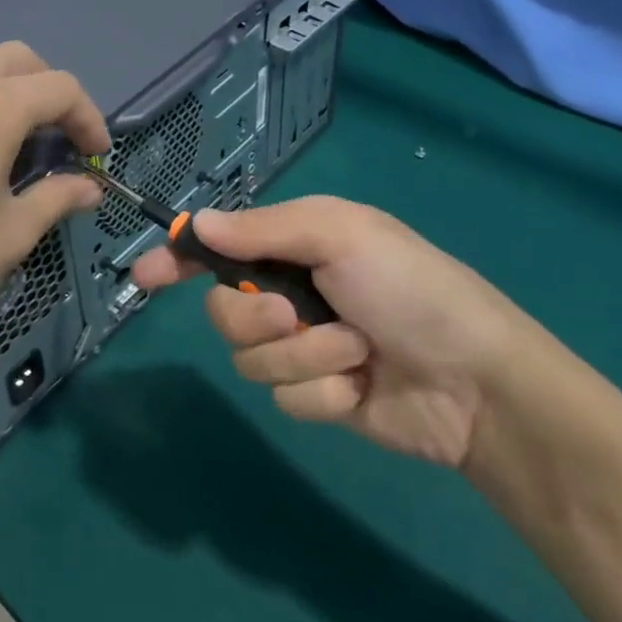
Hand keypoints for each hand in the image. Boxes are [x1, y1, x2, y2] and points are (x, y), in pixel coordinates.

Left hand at [0, 42, 107, 377]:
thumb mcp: (14, 232)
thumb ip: (59, 197)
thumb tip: (90, 188)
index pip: (59, 87)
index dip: (89, 117)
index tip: (96, 156)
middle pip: (17, 59)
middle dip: (49, 89)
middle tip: (59, 136)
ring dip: (5, 92)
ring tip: (12, 143)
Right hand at [131, 196, 533, 467]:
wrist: (477, 382)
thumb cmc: (411, 288)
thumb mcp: (341, 236)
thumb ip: (263, 230)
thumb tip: (196, 224)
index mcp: (298, 245)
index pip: (222, 246)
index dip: (180, 258)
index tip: (144, 275)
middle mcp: (293, 292)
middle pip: (224, 311)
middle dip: (255, 318)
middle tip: (296, 314)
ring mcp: (304, 347)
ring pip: (251, 358)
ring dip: (303, 356)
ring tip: (354, 351)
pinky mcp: (318, 395)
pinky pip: (285, 397)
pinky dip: (323, 392)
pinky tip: (361, 387)